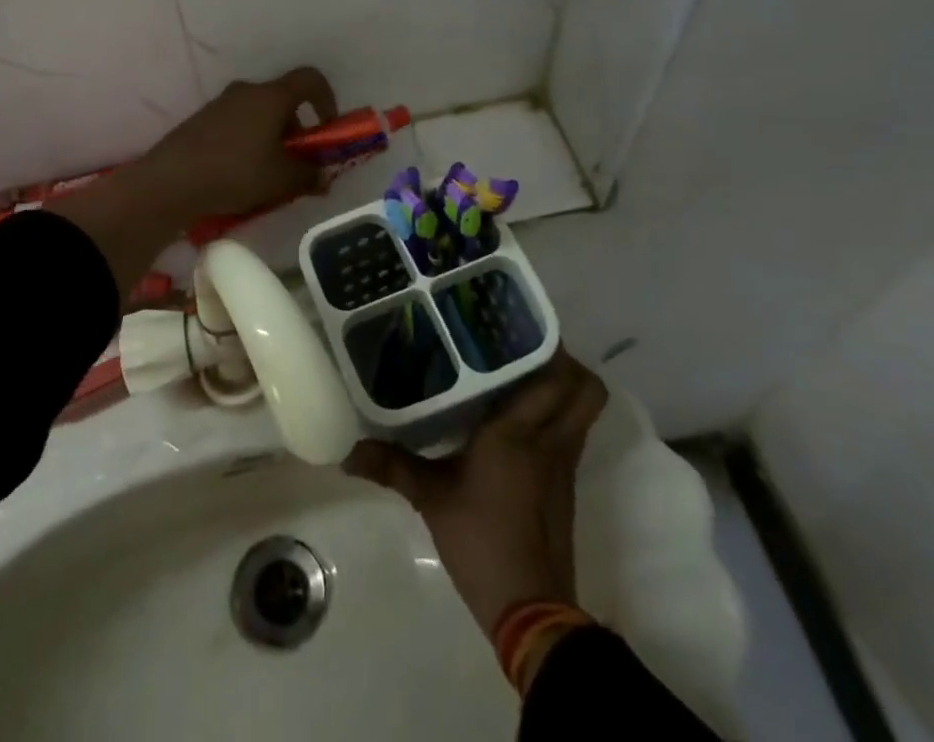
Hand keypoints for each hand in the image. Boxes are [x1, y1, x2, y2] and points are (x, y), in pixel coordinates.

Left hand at [54, 67, 337, 293]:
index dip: (327, 99)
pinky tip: (241, 176)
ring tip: (269, 177)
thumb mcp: (282, 180)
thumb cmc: (236, 173)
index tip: (328, 128)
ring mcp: (220, 104)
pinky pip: (236, 125)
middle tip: (298, 163)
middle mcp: (246, 91)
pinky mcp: (201, 121)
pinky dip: (248, 144)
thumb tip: (322, 176)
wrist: (171, 181)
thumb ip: (310, 175)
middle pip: (283, 101)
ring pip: (258, 115)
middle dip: (297, 129)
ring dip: (272, 139)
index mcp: (271, 96)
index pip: (310, 79)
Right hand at [345, 348, 606, 638]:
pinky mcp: (565, 484)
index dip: (547, 346)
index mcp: (519, 432)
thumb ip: (392, 466)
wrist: (530, 610)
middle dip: (564, 361)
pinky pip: (571, 432)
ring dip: (562, 387)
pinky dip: (556, 415)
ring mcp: (564, 463)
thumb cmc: (480, 541)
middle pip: (586, 388)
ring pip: (582, 409)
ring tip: (517, 371)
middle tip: (521, 346)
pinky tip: (517, 416)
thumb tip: (347, 452)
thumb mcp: (430, 498)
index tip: (515, 324)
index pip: (555, 377)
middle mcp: (550, 439)